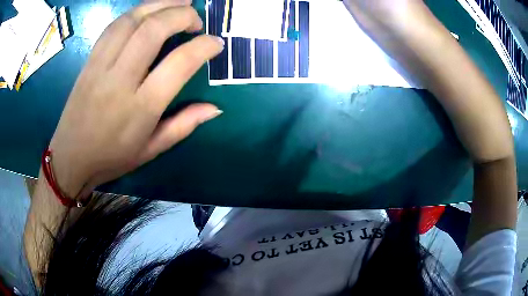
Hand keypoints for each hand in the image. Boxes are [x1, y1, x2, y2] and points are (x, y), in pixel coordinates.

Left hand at [48, 0, 223, 197]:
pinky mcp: (89, 61)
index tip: (216, 43)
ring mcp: (101, 67)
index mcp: (141, 108)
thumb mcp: (151, 150)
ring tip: (179, 3)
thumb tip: (215, 108)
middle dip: (182, 15)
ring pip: (132, 20)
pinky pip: (114, 26)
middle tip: (196, 19)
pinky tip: (149, 11)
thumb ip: (184, 126)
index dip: (204, 46)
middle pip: (153, 30)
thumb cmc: (112, 157)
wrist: (71, 157)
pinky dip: (136, 12)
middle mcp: (120, 81)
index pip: (179, 63)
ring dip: (160, 5)